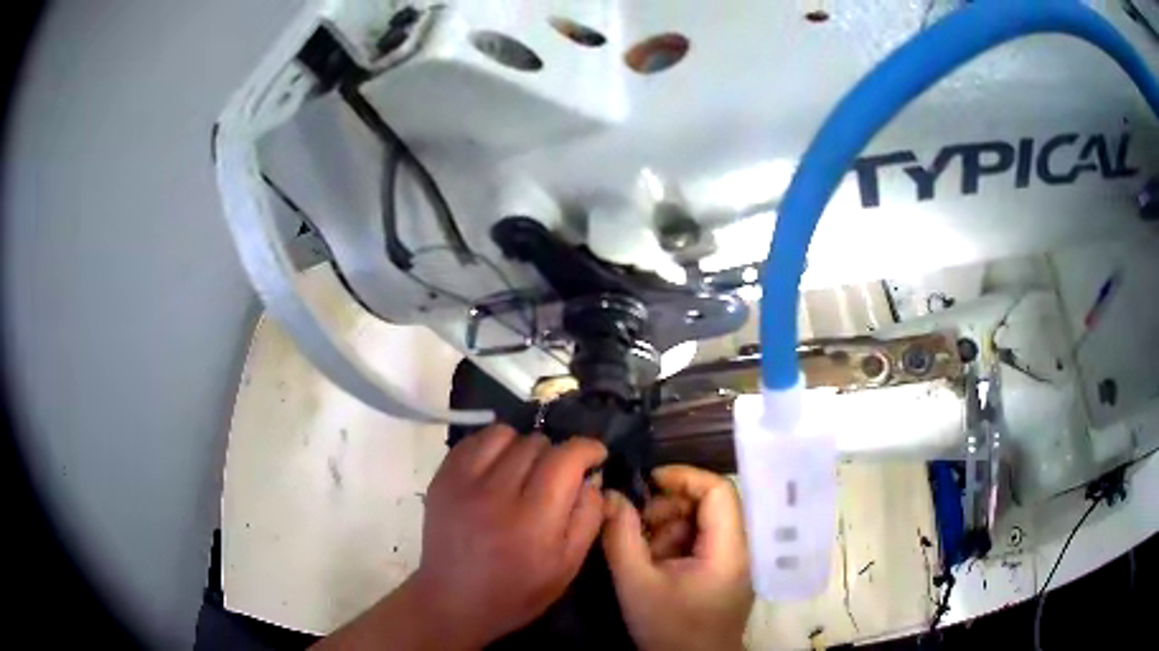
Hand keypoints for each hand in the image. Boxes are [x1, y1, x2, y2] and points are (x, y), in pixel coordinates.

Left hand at [413, 424, 606, 646]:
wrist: (453, 600)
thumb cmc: (517, 591)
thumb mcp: (568, 566)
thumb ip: (588, 517)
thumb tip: (592, 478)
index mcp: (533, 520)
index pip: (566, 457)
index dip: (587, 448)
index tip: (596, 455)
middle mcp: (496, 493)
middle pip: (537, 443)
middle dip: (556, 454)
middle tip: (557, 477)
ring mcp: (463, 482)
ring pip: (504, 434)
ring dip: (523, 446)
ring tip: (524, 470)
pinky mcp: (442, 478)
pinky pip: (474, 441)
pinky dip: (492, 447)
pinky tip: (496, 470)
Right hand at [602, 465, 753, 650]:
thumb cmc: (669, 630)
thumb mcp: (636, 584)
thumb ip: (621, 536)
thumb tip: (609, 494)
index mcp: (729, 549)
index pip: (719, 490)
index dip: (684, 477)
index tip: (647, 483)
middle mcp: (739, 548)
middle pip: (710, 504)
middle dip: (669, 507)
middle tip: (636, 524)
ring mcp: (733, 561)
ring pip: (702, 522)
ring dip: (668, 527)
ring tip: (642, 552)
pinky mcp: (723, 572)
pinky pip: (700, 542)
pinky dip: (674, 543)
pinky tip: (654, 563)